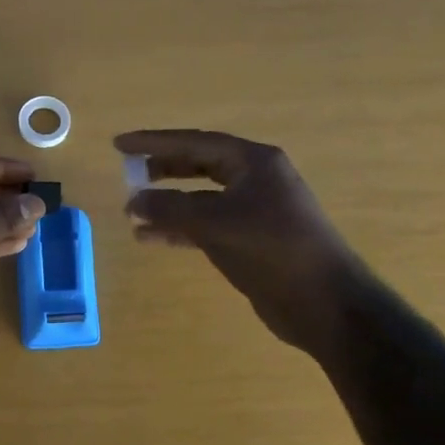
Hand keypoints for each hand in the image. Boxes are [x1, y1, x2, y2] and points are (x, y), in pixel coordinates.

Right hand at [115, 130, 357, 355]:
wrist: (324, 302)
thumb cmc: (274, 250)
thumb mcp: (218, 223)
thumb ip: (171, 208)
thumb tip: (133, 201)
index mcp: (254, 162)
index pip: (195, 142)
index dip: (154, 141)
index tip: (119, 144)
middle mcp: (254, 179)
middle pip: (198, 165)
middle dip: (161, 169)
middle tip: (128, 173)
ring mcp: (252, 210)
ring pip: (199, 198)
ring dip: (166, 204)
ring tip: (132, 212)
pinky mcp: (248, 240)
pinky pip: (204, 225)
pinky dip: (178, 229)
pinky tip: (150, 237)